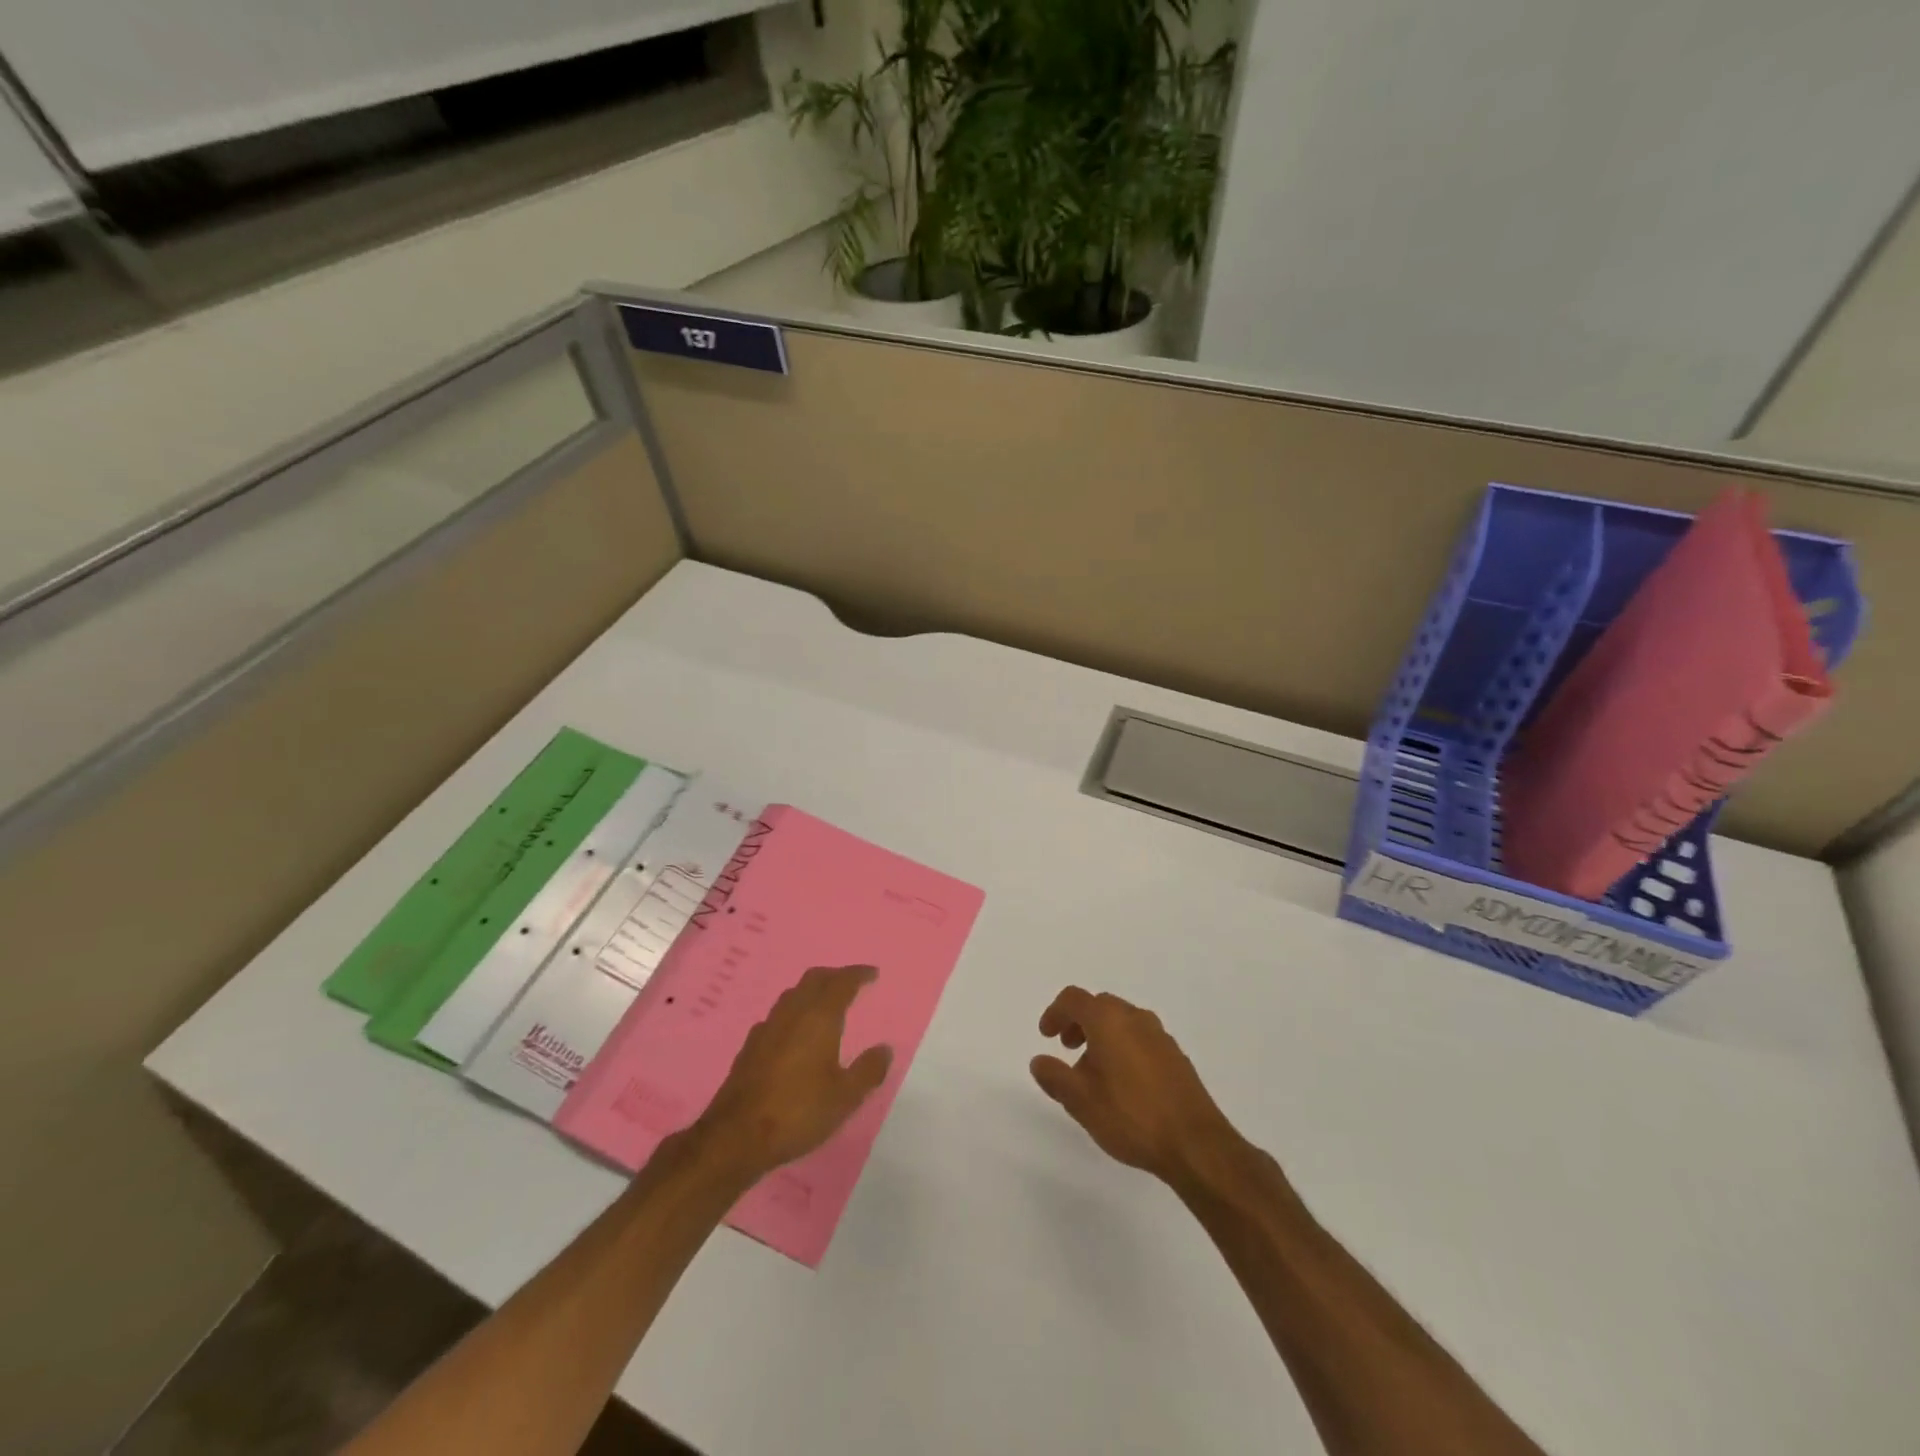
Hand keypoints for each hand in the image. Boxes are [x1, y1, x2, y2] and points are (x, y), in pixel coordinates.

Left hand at [697, 965, 893, 1179]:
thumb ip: (868, 1071)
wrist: (736, 1136)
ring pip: (792, 995)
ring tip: (824, 1003)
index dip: (858, 974)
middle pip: (813, 980)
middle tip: (850, 982)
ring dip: (811, 991)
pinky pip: (776, 1017)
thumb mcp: (844, 1097)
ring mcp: (766, 1028)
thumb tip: (885, 1049)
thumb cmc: (798, 1112)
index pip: (841, 983)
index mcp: (819, 1018)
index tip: (872, 973)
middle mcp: (792, 1014)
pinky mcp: (749, 1047)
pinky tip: (793, 1033)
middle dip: (834, 976)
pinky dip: (792, 1014)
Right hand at [1030, 986, 1242, 1192]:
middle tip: (1068, 1049)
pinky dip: (1124, 1047)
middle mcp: (1135, 1018)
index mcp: (1109, 1020)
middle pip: (1100, 1006)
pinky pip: (1141, 1039)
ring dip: (1102, 1036)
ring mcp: (1160, 1036)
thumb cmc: (1131, 1116)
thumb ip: (1055, 1077)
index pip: (1074, 999)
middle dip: (1079, 1022)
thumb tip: (1039, 1061)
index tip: (1046, 1036)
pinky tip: (1123, 1084)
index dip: (1055, 1013)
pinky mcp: (1176, 1057)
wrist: (1196, 1144)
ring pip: (1122, 1022)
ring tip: (1094, 1073)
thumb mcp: (1081, 1101)